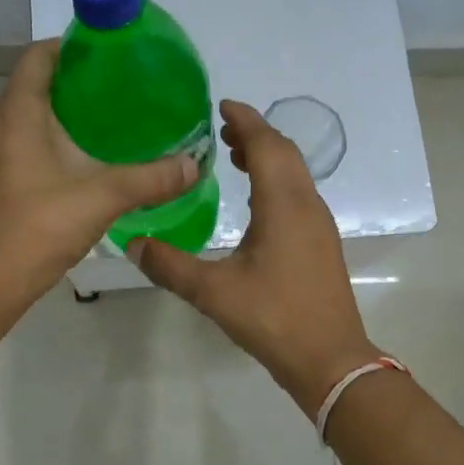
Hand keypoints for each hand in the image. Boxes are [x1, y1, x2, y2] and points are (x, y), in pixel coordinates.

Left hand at [0, 40, 198, 295]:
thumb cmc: (43, 223)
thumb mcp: (105, 195)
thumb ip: (152, 178)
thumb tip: (194, 165)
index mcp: (17, 112)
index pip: (38, 56)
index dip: (70, 46)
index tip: (106, 52)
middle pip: (34, 82)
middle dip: (72, 79)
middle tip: (116, 85)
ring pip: (26, 112)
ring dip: (60, 109)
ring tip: (103, 117)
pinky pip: (20, 137)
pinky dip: (47, 135)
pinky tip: (79, 154)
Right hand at [129, 101, 383, 415]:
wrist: (331, 359)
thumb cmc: (274, 318)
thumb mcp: (213, 292)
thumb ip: (170, 266)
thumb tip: (132, 243)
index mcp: (284, 204)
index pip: (267, 144)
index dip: (246, 120)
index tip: (221, 105)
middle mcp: (306, 204)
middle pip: (285, 152)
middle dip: (255, 134)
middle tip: (221, 130)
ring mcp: (319, 224)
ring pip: (295, 173)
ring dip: (267, 157)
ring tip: (234, 156)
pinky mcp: (321, 242)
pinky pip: (298, 193)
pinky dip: (276, 180)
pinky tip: (255, 201)